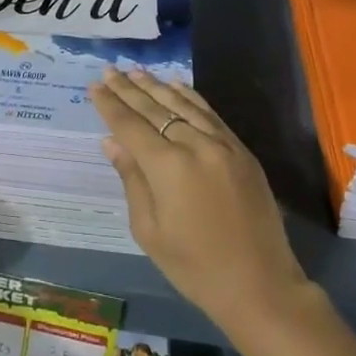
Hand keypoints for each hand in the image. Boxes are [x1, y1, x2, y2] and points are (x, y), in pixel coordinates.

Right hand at [89, 68, 310, 336]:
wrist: (260, 286)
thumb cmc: (195, 267)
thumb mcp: (150, 231)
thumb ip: (131, 179)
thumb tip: (112, 142)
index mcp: (168, 167)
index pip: (131, 126)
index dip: (110, 105)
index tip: (95, 85)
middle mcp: (194, 145)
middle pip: (155, 109)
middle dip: (129, 89)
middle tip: (110, 70)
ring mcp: (222, 144)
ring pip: (183, 105)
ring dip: (157, 86)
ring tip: (136, 71)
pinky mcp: (241, 150)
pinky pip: (210, 114)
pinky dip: (190, 97)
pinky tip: (176, 85)